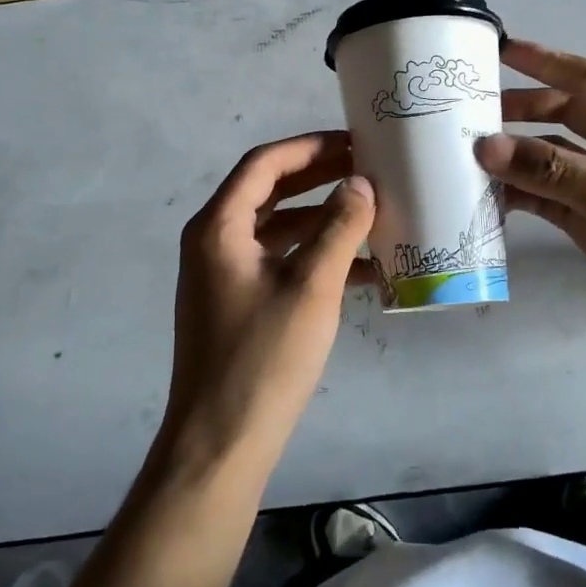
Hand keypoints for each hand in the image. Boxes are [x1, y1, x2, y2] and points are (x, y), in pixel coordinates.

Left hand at [162, 131, 374, 480]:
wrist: (220, 444)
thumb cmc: (263, 359)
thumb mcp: (311, 288)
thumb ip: (338, 228)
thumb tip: (360, 183)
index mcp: (218, 227)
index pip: (264, 164)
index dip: (310, 147)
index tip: (354, 142)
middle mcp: (214, 241)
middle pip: (270, 192)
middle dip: (319, 178)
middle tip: (367, 168)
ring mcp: (224, 274)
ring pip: (278, 228)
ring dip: (322, 218)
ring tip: (371, 211)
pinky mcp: (238, 302)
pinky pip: (279, 262)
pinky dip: (314, 256)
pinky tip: (361, 267)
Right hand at [476, 39, 585, 349]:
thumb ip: (546, 168)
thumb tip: (482, 145)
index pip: (581, 77)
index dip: (541, 60)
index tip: (499, 48)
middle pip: (557, 114)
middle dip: (516, 110)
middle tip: (467, 112)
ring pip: (546, 157)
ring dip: (512, 157)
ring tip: (464, 155)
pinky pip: (545, 196)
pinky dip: (518, 194)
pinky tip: (486, 196)